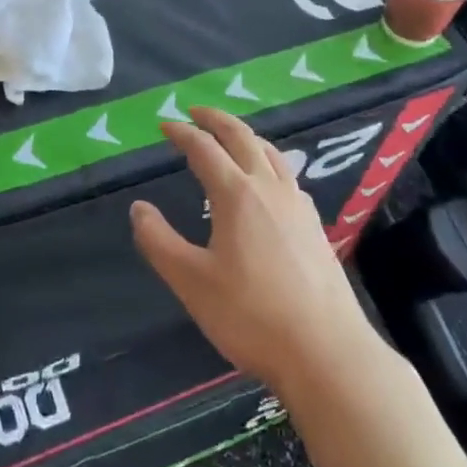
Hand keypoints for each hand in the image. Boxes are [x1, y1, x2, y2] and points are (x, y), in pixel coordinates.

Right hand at [132, 108, 371, 393]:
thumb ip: (159, 241)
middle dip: (217, 120)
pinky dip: (268, 162)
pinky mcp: (316, 227)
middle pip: (243, 137)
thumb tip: (139, 208)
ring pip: (271, 154)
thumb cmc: (251, 316)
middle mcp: (270, 188)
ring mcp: (299, 206)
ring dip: (246, 137)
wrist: (327, 353)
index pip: (204, 149)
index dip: (182, 133)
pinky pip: (288, 176)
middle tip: (196, 112)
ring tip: (231, 138)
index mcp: (237, 194)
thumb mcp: (192, 281)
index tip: (165, 125)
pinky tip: (268, 184)